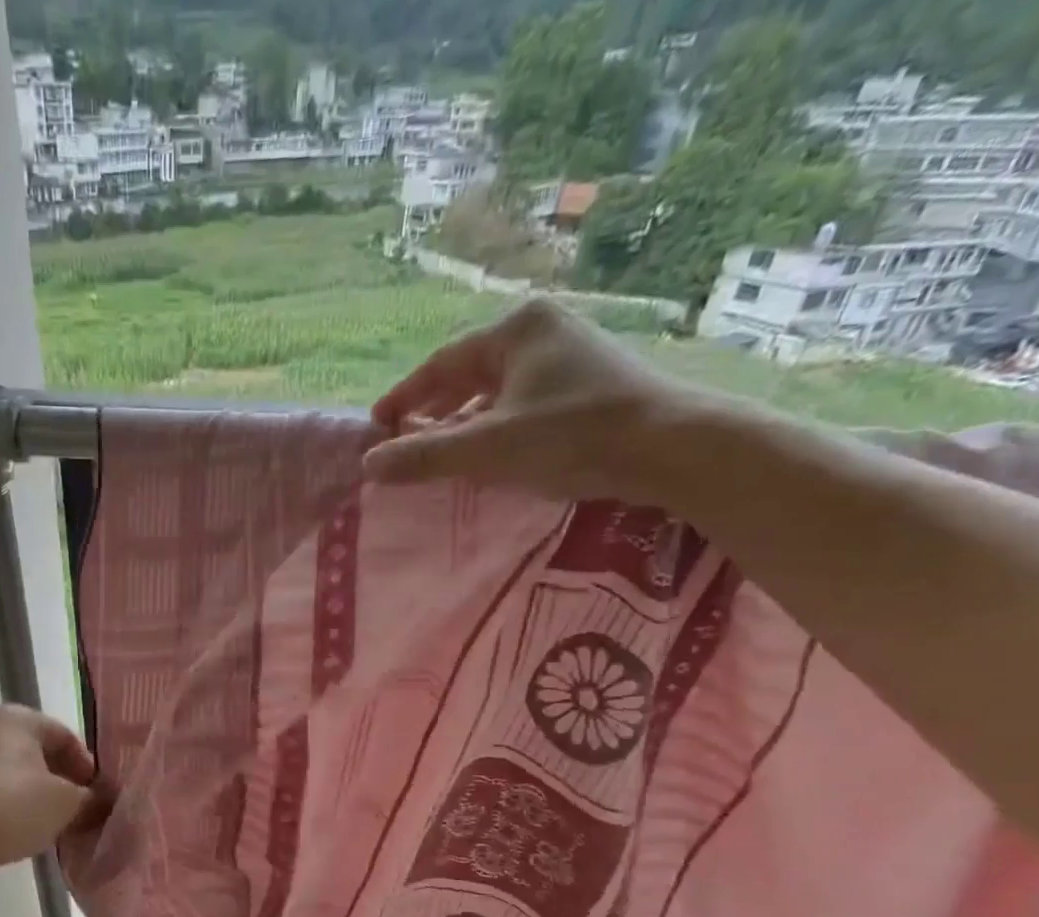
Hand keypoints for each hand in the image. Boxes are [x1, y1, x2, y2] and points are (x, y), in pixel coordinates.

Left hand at [0, 705, 102, 872]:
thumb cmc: (17, 806)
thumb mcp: (68, 802)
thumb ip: (92, 798)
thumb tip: (103, 801)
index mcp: (19, 719)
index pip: (66, 736)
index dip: (88, 766)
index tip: (99, 794)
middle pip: (43, 755)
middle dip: (66, 782)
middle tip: (84, 808)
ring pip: (22, 776)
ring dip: (45, 797)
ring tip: (62, 823)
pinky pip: (3, 794)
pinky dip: (21, 808)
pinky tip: (33, 830)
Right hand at [362, 299, 712, 504]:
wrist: (670, 447)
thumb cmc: (573, 435)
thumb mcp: (488, 448)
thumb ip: (423, 457)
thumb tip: (368, 465)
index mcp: (515, 329)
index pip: (440, 365)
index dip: (404, 398)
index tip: (377, 427)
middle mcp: (541, 331)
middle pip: (466, 376)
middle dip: (432, 413)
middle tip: (403, 444)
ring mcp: (567, 356)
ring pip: (494, 392)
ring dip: (461, 424)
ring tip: (438, 455)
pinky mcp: (585, 385)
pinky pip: (519, 404)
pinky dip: (493, 428)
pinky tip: (485, 456)